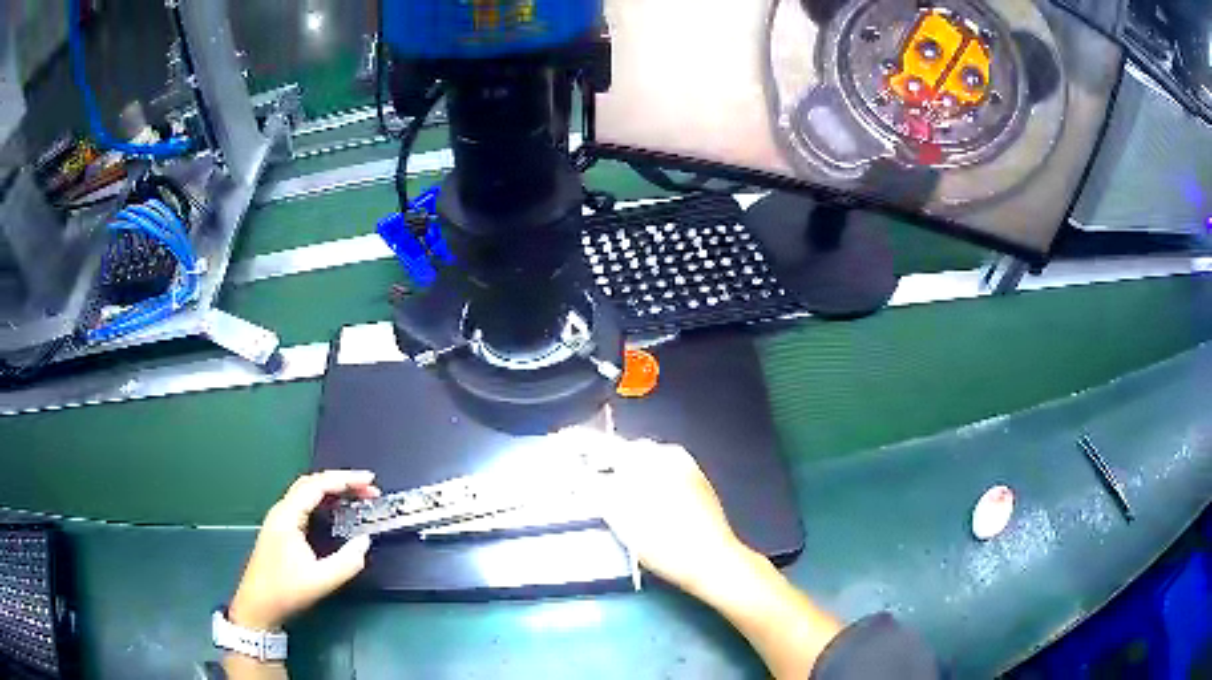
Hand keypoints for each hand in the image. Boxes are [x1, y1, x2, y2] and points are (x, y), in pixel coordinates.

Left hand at [229, 470, 380, 630]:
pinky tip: (337, 511)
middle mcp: (282, 511)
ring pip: (308, 493)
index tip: (369, 481)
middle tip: (369, 489)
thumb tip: (365, 541)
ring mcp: (280, 519)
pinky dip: (325, 501)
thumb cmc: (285, 591)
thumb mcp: (320, 580)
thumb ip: (346, 562)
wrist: (257, 606)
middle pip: (312, 483)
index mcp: (287, 517)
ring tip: (358, 497)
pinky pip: (306, 504)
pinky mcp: (282, 529)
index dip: (345, 479)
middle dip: (342, 482)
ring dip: (334, 491)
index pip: (317, 485)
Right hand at [570, 430, 751, 596]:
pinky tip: (639, 500)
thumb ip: (591, 487)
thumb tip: (572, 471)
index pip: (602, 444)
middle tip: (581, 475)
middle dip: (601, 460)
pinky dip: (643, 480)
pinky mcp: (697, 483)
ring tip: (608, 490)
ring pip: (644, 462)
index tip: (558, 441)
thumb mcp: (619, 515)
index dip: (576, 442)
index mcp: (645, 458)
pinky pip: (660, 472)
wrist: (712, 560)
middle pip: (624, 451)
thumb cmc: (662, 540)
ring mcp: (686, 467)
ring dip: (623, 471)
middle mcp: (667, 454)